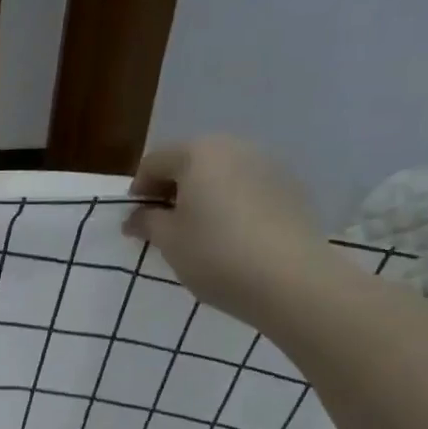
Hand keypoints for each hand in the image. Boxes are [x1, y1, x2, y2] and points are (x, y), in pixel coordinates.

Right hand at [124, 136, 331, 318]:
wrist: (291, 280)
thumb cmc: (215, 254)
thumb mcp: (168, 241)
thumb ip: (146, 222)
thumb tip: (136, 217)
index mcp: (198, 153)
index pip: (154, 162)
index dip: (138, 191)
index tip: (135, 222)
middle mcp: (235, 147)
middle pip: (191, 162)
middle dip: (172, 189)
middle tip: (164, 226)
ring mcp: (269, 165)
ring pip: (222, 174)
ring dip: (203, 196)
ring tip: (198, 232)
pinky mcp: (292, 188)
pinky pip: (248, 189)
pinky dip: (232, 204)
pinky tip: (231, 236)